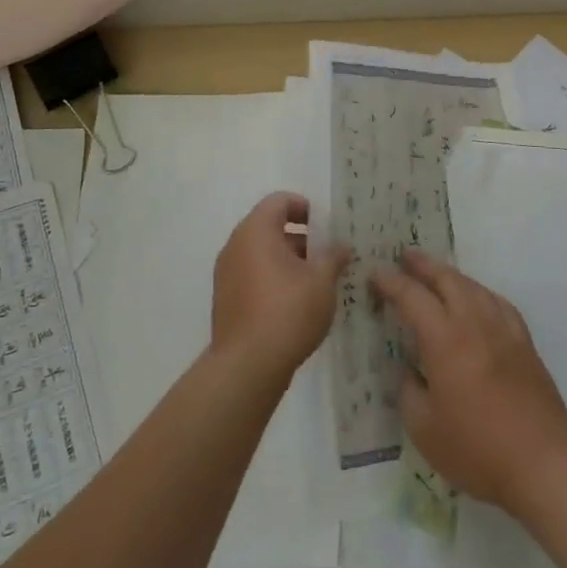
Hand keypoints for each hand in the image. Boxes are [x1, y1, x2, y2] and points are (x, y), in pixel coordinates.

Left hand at [211, 192, 349, 385]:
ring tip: (315, 280)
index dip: (304, 207)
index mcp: (256, 231)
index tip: (325, 226)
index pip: (279, 201)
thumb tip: (340, 246)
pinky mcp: (226, 298)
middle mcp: (235, 245)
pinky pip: (251, 274)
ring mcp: (226, 273)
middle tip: (326, 254)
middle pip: (268, 226)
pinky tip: (295, 302)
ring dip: (287, 259)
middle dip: (299, 236)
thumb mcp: (322, 281)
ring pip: (260, 252)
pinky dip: (272, 277)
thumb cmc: (288, 312)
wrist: (247, 366)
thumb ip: (332, 257)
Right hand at [371, 250, 566, 514]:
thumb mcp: (424, 429)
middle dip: (423, 265)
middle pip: (447, 279)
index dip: (391, 282)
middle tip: (405, 257)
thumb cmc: (477, 449)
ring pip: (475, 287)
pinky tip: (478, 300)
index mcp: (444, 340)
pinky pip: (498, 303)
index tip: (374, 274)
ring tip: (437, 274)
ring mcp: (504, 331)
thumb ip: (409, 391)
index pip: (412, 297)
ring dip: (451, 275)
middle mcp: (474, 324)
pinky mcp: (525, 344)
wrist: (544, 464)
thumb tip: (407, 370)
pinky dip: (480, 292)